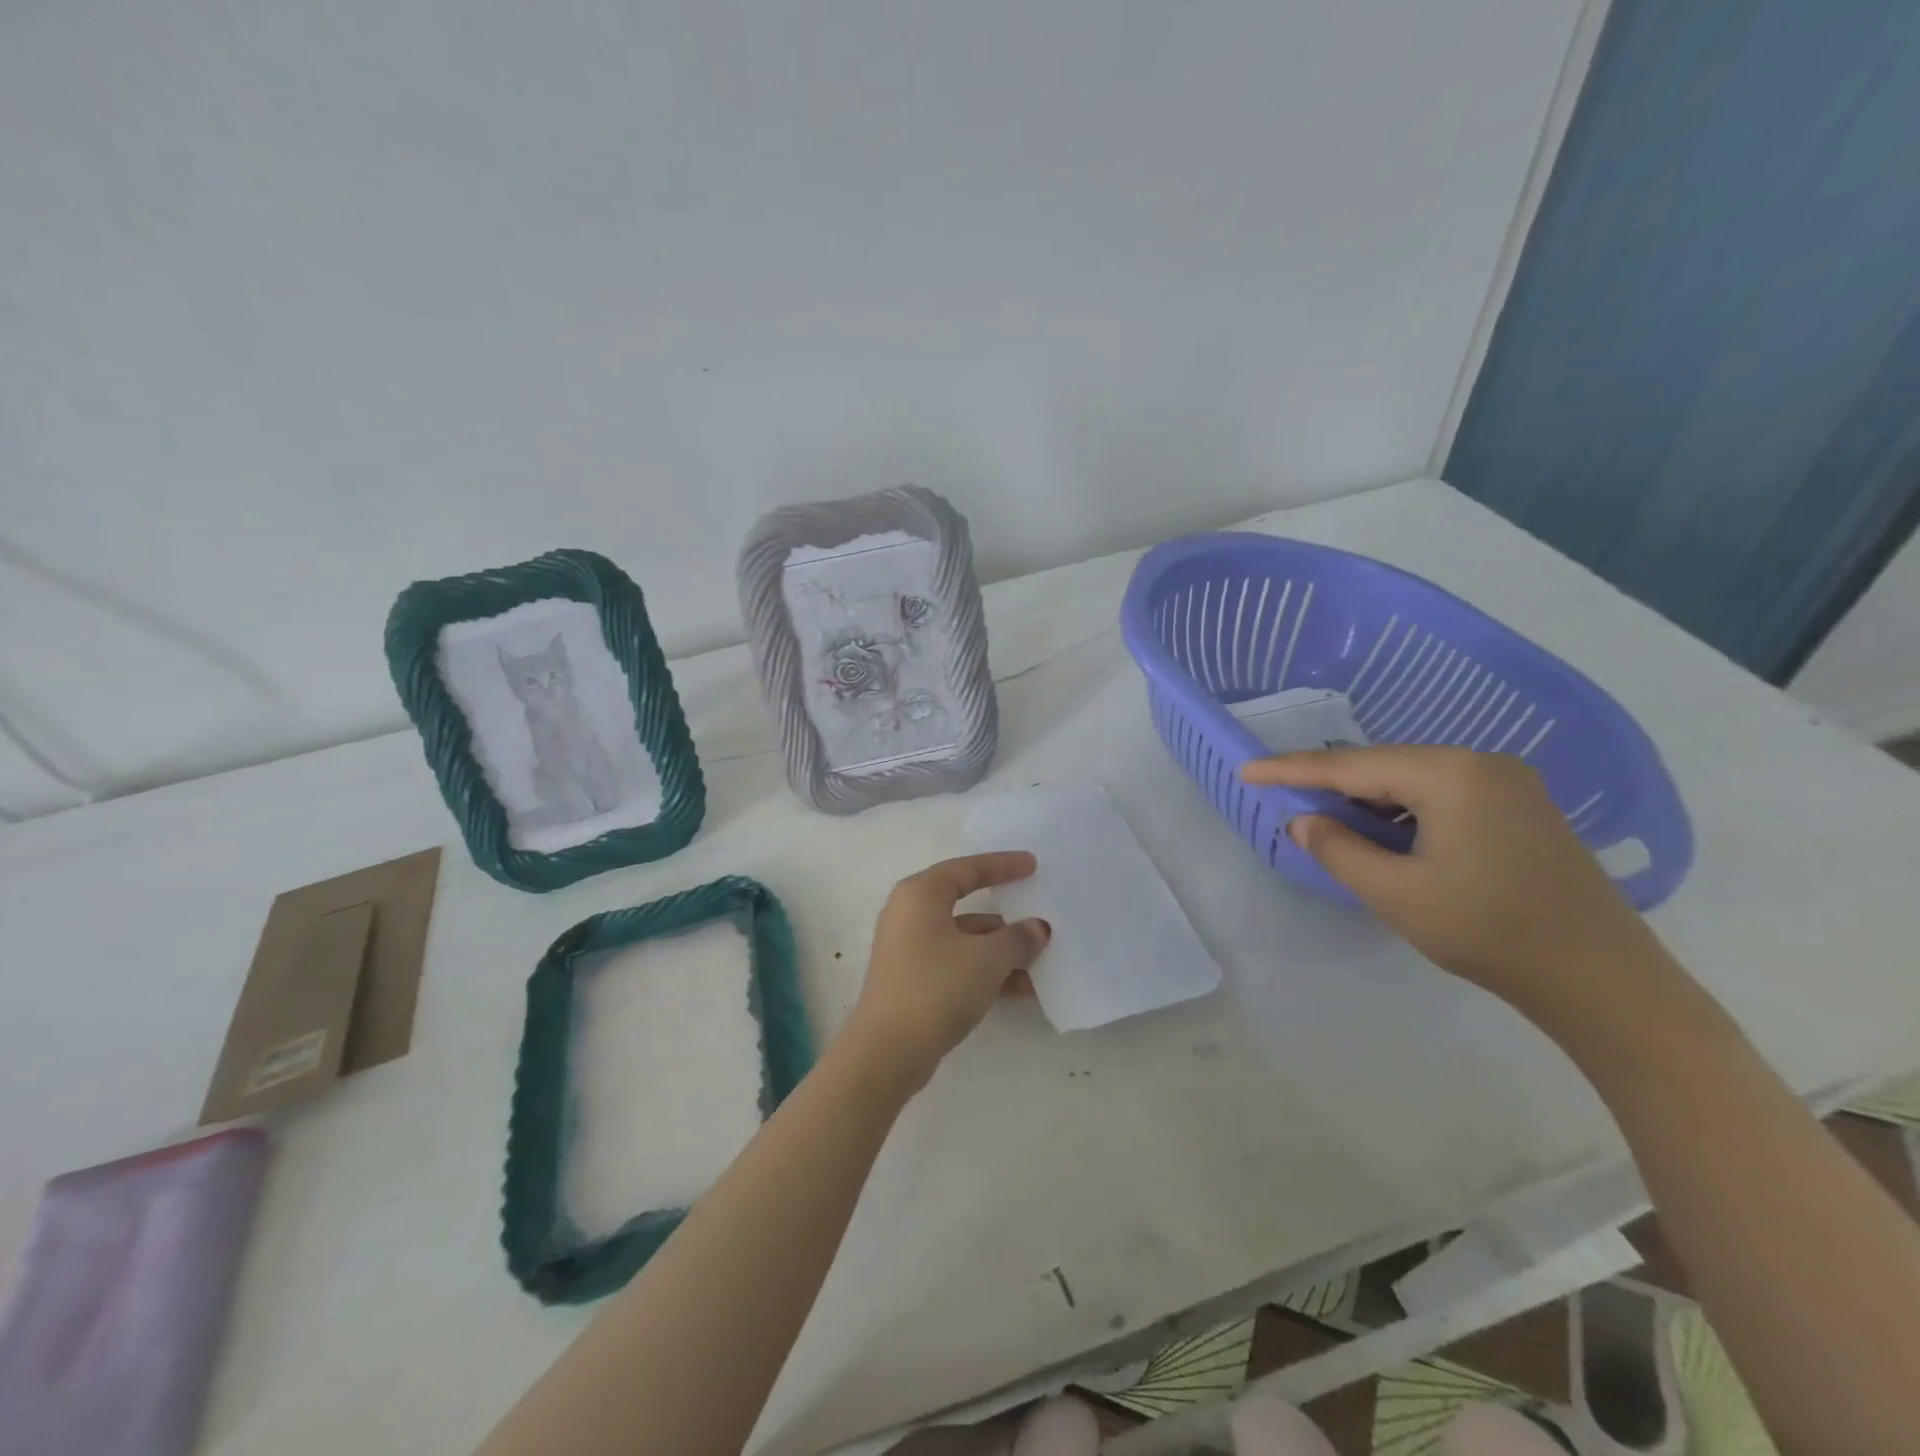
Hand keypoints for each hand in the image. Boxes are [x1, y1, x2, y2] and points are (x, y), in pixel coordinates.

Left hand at [842, 852, 1050, 1092]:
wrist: (888, 1052)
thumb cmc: (936, 987)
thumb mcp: (987, 959)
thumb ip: (1017, 938)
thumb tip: (1037, 928)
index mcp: (920, 895)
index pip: (967, 869)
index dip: (1002, 865)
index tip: (1032, 865)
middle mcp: (910, 914)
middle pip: (967, 905)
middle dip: (1007, 918)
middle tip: (1039, 915)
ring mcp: (909, 949)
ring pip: (965, 940)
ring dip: (1002, 951)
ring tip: (1042, 963)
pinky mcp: (913, 980)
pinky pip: (958, 964)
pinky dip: (987, 971)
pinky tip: (1022, 989)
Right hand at [1241, 746, 1680, 1027]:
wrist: (1603, 980)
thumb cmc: (1489, 931)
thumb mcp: (1395, 893)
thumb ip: (1338, 849)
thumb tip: (1304, 820)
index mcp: (1450, 774)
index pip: (1351, 766)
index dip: (1292, 770)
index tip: (1247, 772)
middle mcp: (1481, 763)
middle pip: (1384, 766)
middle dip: (1331, 784)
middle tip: (1284, 800)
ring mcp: (1509, 784)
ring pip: (1413, 780)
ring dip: (1368, 801)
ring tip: (1331, 824)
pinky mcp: (1523, 808)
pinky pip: (1443, 794)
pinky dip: (1404, 811)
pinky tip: (1388, 836)